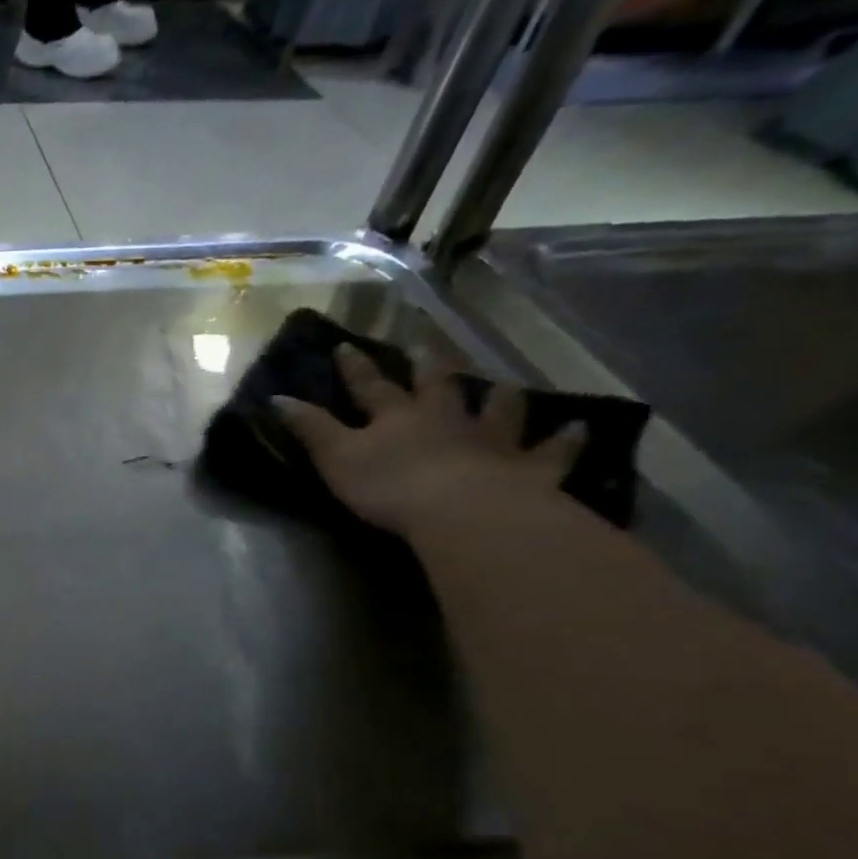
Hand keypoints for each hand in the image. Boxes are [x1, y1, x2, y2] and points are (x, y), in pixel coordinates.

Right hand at [274, 344, 584, 536]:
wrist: (462, 512)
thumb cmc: (389, 486)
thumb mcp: (335, 457)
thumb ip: (310, 428)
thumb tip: (278, 397)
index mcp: (396, 417)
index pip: (370, 386)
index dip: (356, 368)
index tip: (346, 346)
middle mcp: (445, 419)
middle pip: (438, 387)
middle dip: (428, 368)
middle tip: (427, 347)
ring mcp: (491, 441)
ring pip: (498, 411)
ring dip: (499, 398)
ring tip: (504, 386)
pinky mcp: (528, 470)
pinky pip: (551, 453)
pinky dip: (564, 441)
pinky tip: (579, 429)